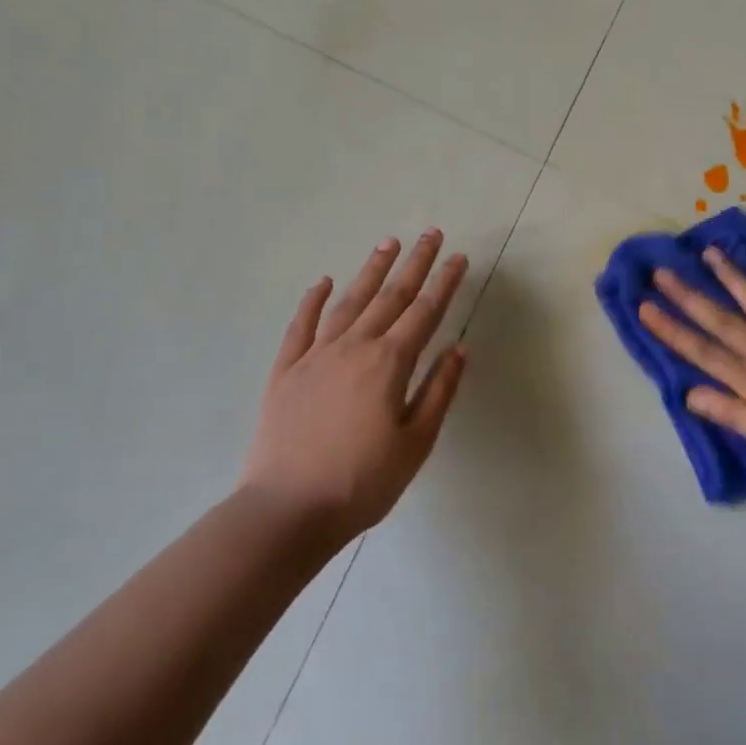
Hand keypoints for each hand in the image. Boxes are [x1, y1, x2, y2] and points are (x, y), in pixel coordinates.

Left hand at [239, 229, 469, 540]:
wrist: (287, 511)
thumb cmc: (362, 482)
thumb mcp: (416, 443)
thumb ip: (438, 391)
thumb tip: (459, 348)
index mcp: (389, 363)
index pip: (425, 312)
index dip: (444, 283)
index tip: (458, 257)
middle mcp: (354, 347)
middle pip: (390, 296)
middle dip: (414, 263)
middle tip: (430, 233)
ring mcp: (316, 356)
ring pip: (349, 302)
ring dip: (370, 270)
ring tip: (387, 243)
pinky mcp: (285, 371)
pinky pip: (301, 326)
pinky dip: (313, 301)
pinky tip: (324, 282)